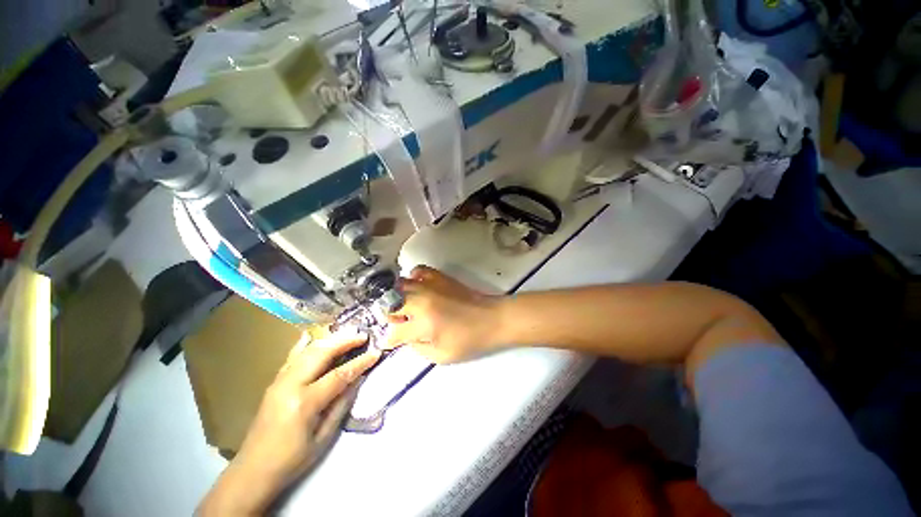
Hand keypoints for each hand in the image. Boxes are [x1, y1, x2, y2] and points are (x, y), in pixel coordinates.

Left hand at [199, 330, 379, 515]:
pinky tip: (312, 336)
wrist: (253, 470)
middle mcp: (290, 385)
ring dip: (330, 340)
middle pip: (321, 354)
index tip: (376, 353)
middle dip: (345, 342)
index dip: (360, 362)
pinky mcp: (274, 382)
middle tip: (363, 336)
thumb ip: (342, 404)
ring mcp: (279, 381)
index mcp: (304, 403)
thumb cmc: (292, 459)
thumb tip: (357, 379)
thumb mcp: (324, 437)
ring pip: (307, 351)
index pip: (339, 375)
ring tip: (347, 335)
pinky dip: (305, 345)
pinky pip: (292, 357)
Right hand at [386, 266, 501, 363]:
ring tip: (407, 307)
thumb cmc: (469, 340)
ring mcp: (430, 285)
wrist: (492, 318)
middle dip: (390, 316)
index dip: (390, 340)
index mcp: (423, 322)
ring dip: (397, 298)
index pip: (395, 331)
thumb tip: (405, 338)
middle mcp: (422, 299)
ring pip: (399, 285)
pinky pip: (418, 270)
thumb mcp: (442, 356)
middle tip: (401, 323)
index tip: (390, 342)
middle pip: (390, 303)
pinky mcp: (439, 277)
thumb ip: (418, 348)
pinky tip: (418, 289)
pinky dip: (412, 278)